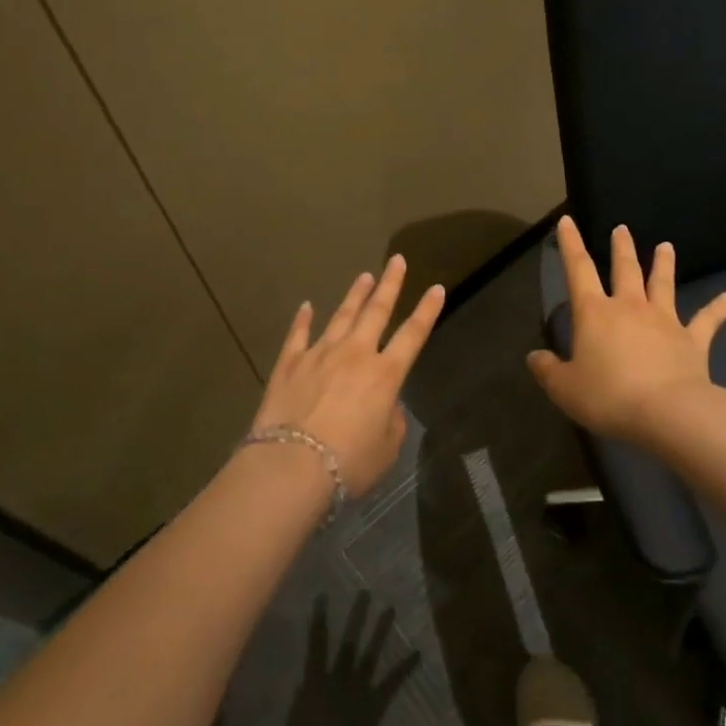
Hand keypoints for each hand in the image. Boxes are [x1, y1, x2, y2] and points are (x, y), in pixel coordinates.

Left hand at [253, 255, 444, 495]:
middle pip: (377, 311)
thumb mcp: (387, 449)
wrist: (292, 465)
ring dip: (355, 295)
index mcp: (385, 375)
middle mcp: (355, 354)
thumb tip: (385, 405)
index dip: (427, 310)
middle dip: (390, 284)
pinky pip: (298, 335)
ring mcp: (320, 354)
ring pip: (341, 316)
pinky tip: (306, 306)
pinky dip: (303, 319)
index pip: (413, 334)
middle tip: (397, 260)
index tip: (437, 287)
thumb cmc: (349, 463)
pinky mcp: (289, 363)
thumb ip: (392, 421)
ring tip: (364, 276)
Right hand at [526, 217, 725, 445]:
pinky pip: (707, 320)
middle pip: (625, 270)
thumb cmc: (609, 396)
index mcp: (595, 313)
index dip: (570, 244)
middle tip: (622, 229)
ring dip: (663, 265)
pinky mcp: (693, 341)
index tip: (567, 221)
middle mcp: (630, 307)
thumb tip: (534, 357)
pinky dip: (719, 308)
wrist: (668, 412)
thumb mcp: (565, 388)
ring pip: (663, 284)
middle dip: (621, 248)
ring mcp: (664, 321)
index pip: (578, 270)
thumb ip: (548, 371)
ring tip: (666, 246)